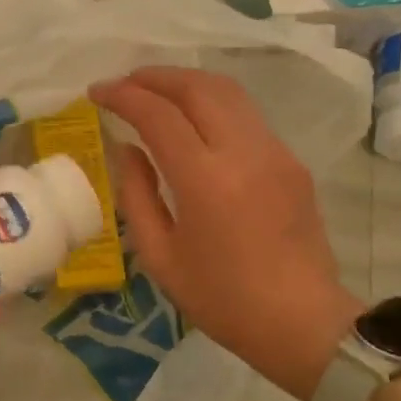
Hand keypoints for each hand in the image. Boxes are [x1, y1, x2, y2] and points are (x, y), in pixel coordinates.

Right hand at [91, 67, 362, 400]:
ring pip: (228, 92)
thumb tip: (127, 149)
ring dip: (186, 83)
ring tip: (155, 92)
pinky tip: (193, 122)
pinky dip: (211, 104)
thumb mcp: (160, 256)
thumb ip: (136, 195)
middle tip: (125, 83)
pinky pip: (246, 115)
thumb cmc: (222, 299)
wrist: (303, 323)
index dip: (123, 95)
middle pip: (198, 87)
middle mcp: (244, 153)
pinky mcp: (291, 161)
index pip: (158, 114)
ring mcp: (275, 152)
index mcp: (205, 180)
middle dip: (155, 76)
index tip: (97, 92)